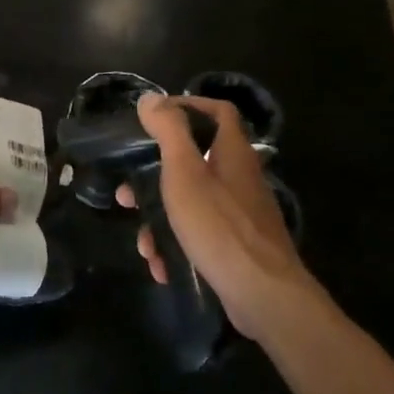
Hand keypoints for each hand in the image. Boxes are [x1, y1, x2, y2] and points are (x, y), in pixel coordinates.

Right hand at [118, 94, 318, 339]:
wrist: (264, 295)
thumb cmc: (219, 225)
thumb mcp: (185, 172)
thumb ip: (169, 131)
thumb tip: (151, 98)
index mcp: (232, 153)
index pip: (218, 111)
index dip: (189, 106)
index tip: (155, 118)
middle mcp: (240, 178)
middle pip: (195, 162)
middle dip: (156, 177)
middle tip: (129, 192)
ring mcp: (241, 215)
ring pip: (192, 204)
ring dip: (161, 220)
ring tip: (143, 243)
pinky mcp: (238, 247)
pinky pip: (200, 236)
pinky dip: (178, 247)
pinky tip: (161, 266)